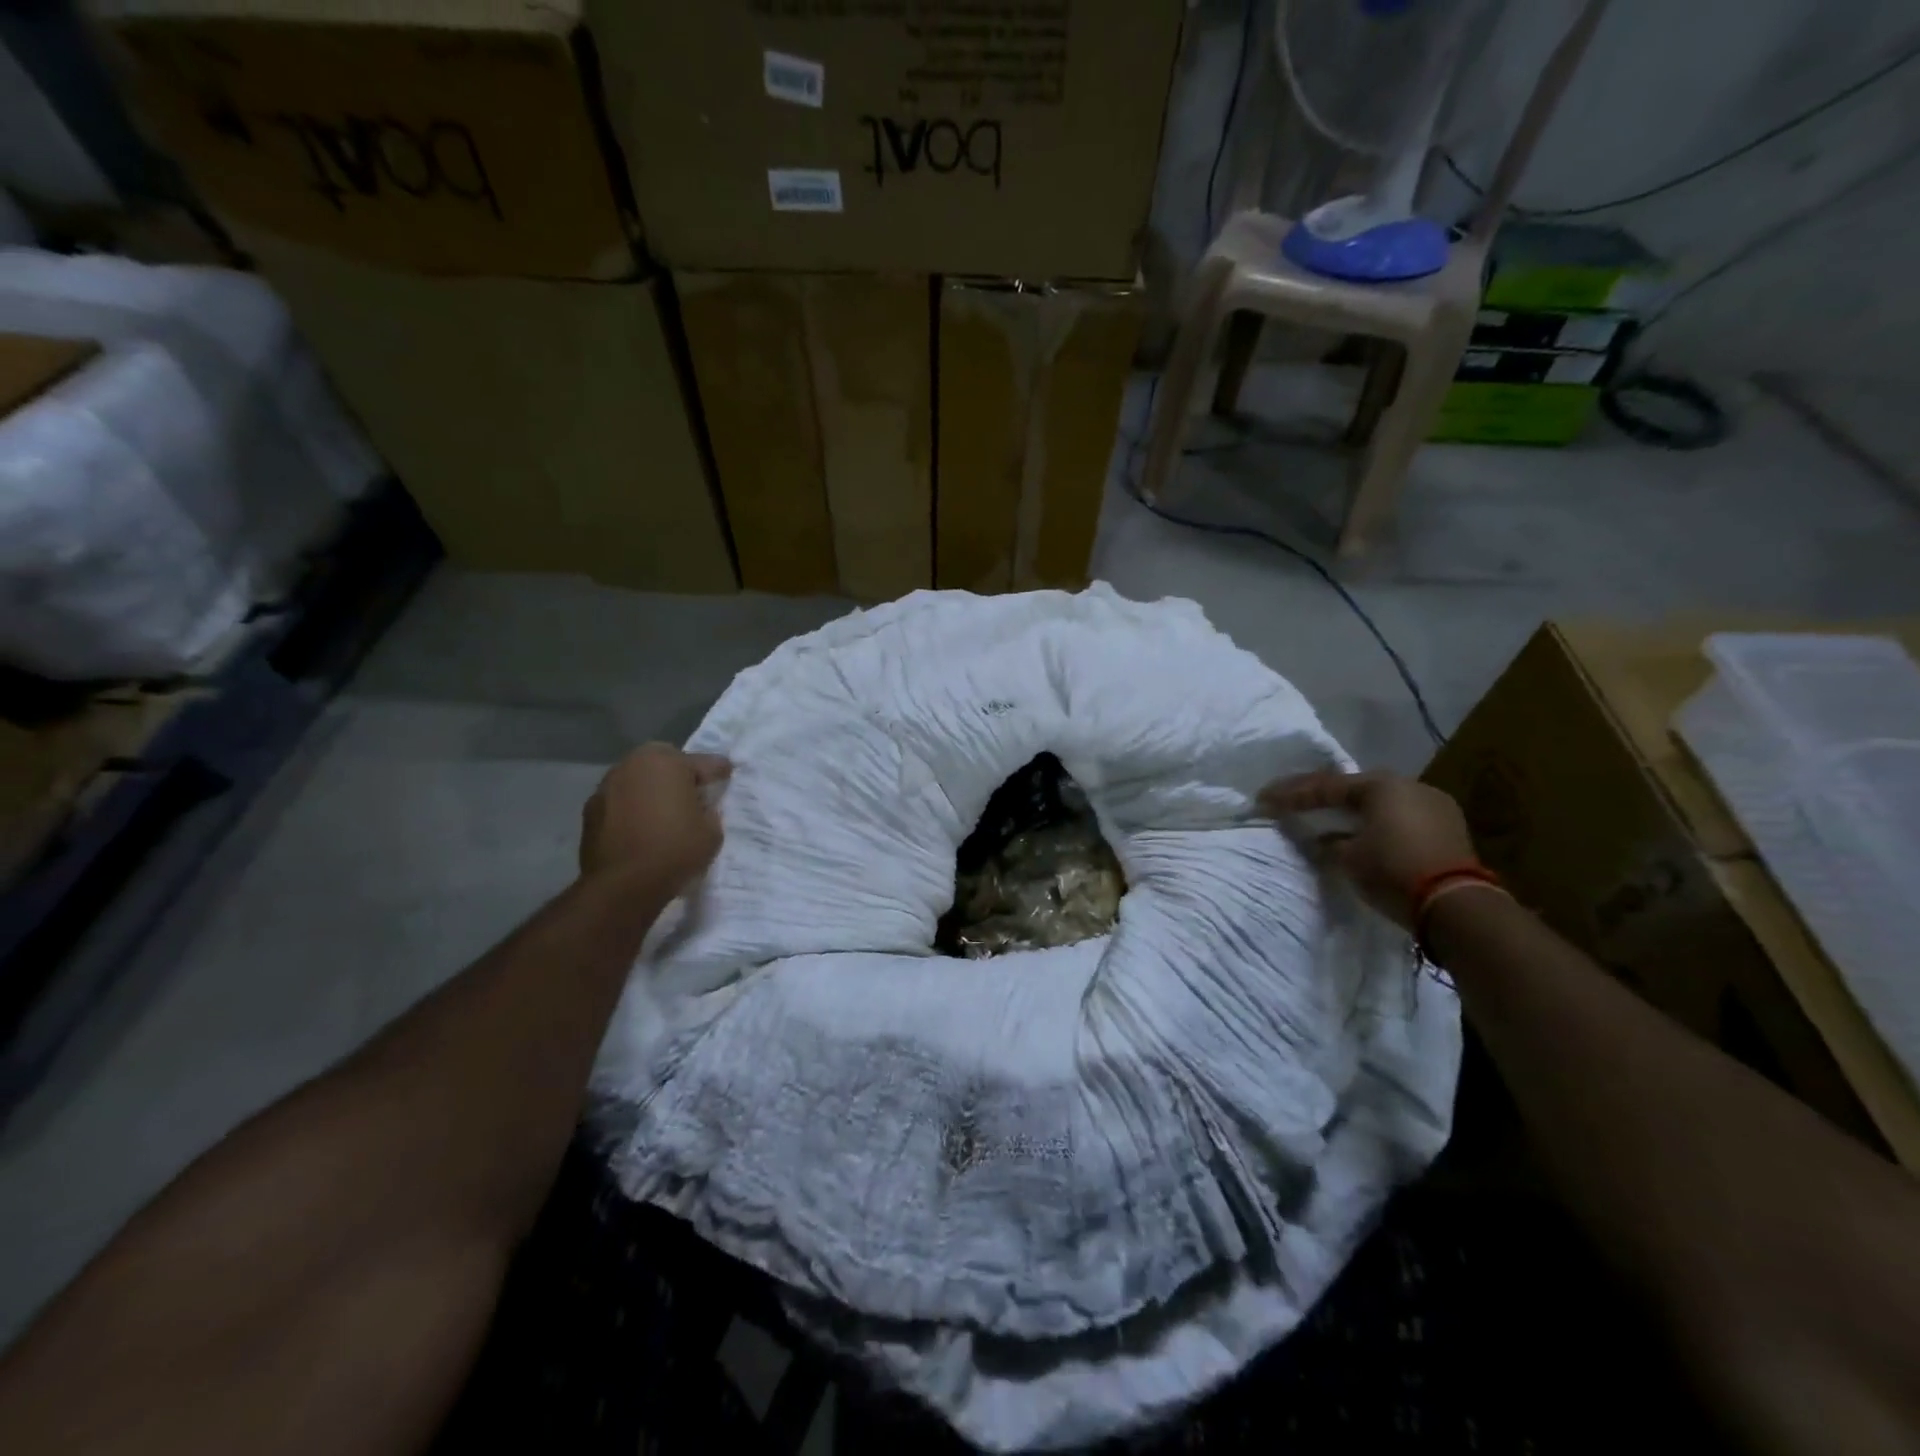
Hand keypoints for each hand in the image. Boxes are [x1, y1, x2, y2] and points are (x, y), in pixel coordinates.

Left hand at [580, 744, 730, 889]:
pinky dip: (633, 807)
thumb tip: (701, 807)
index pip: (703, 762)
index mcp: (667, 763)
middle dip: (679, 773)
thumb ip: (709, 811)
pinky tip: (641, 828)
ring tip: (664, 813)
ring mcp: (607, 785)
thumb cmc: (674, 851)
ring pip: (639, 778)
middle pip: (664, 760)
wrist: (621, 886)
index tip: (727, 777)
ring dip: (652, 789)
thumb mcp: (711, 832)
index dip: (719, 772)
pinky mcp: (590, 808)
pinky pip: (621, 800)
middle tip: (692, 795)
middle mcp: (634, 764)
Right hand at [1259, 770, 1477, 928]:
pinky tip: (1360, 835)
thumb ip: (1328, 843)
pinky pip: (1399, 818)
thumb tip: (1322, 840)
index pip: (1325, 786)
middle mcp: (1409, 786)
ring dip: (1350, 811)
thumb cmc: (1393, 871)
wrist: (1456, 906)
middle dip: (1321, 796)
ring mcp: (1433, 805)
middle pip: (1354, 788)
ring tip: (1325, 819)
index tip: (1264, 799)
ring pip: (1379, 802)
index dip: (1292, 794)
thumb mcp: (1348, 858)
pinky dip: (1375, 824)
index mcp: (1381, 785)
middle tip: (1292, 801)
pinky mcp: (1447, 829)